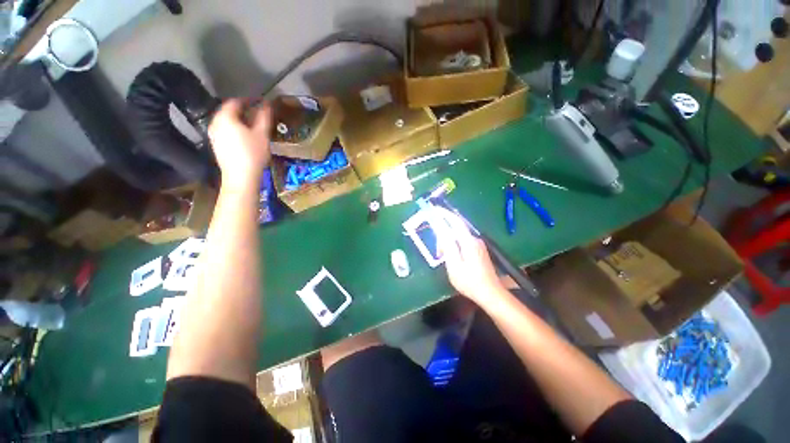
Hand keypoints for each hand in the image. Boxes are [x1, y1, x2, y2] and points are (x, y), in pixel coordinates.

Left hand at [208, 99, 271, 187]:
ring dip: (240, 121)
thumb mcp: (262, 134)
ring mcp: (214, 134)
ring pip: (227, 122)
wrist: (240, 177)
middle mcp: (215, 122)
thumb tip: (267, 104)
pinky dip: (235, 129)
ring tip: (254, 126)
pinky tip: (246, 137)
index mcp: (225, 117)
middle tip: (259, 114)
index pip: (236, 101)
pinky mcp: (216, 145)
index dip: (249, 100)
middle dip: (244, 111)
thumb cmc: (252, 153)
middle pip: (229, 111)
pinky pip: (225, 131)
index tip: (260, 102)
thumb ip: (264, 117)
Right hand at [427, 206, 507, 305]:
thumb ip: (447, 245)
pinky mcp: (479, 251)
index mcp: (468, 241)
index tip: (435, 209)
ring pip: (459, 237)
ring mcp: (478, 245)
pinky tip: (453, 258)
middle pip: (456, 230)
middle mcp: (475, 240)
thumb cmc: (469, 281)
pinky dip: (455, 247)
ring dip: (449, 243)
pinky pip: (463, 243)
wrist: (490, 294)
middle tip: (438, 253)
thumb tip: (441, 228)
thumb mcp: (454, 264)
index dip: (444, 214)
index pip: (455, 221)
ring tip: (444, 258)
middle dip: (444, 236)